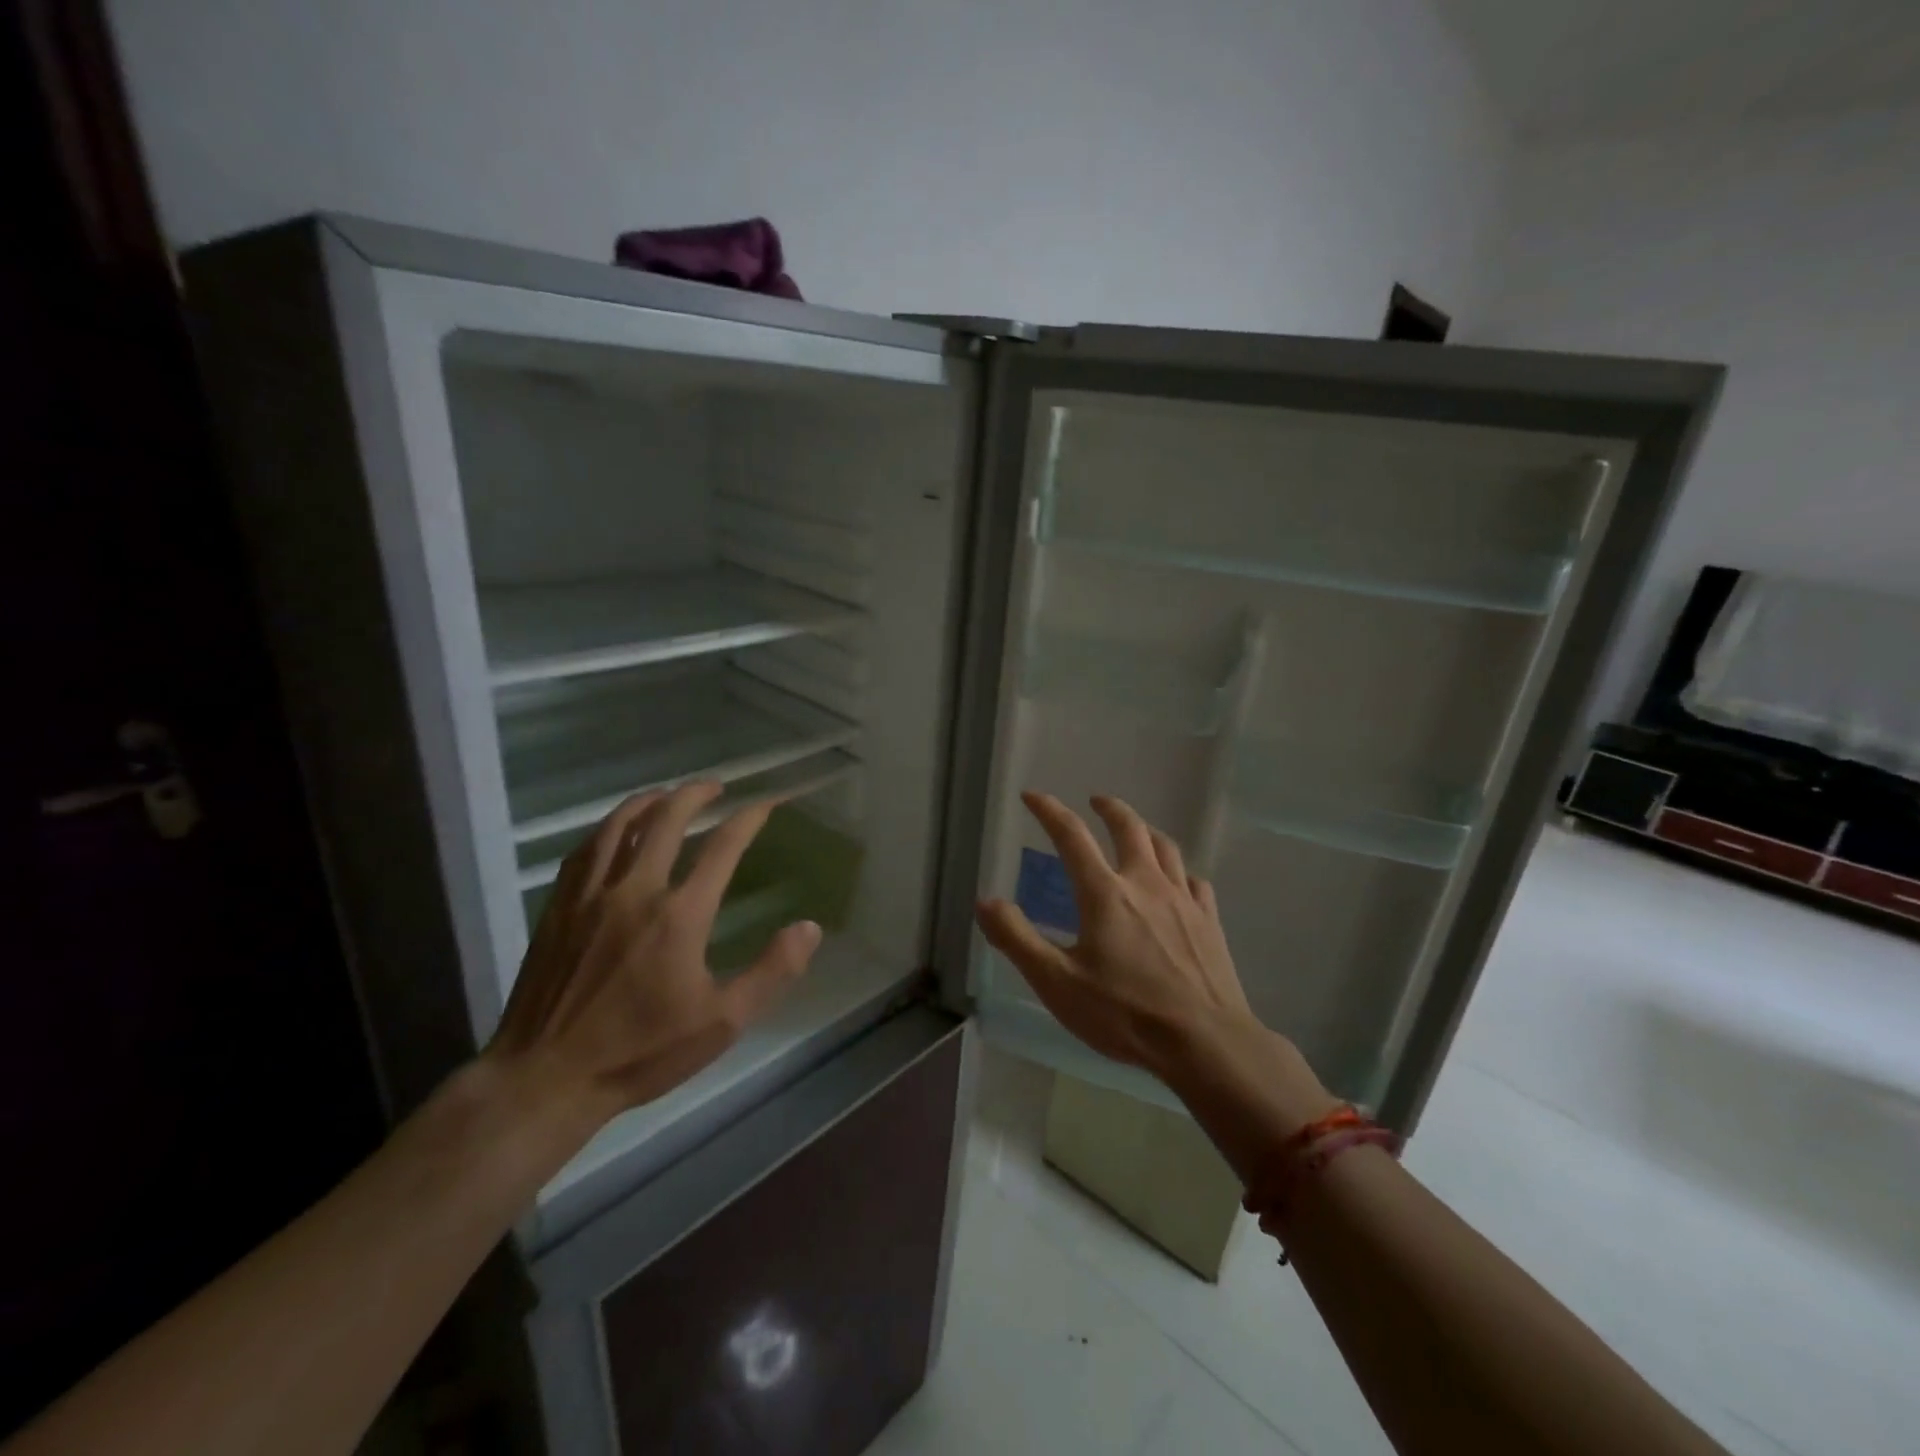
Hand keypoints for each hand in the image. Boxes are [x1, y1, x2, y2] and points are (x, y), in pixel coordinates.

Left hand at [486, 781, 820, 1129]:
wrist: (546, 1079)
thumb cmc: (640, 1053)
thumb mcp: (722, 1023)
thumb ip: (772, 972)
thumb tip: (809, 928)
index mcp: (680, 915)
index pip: (723, 847)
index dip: (749, 818)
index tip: (766, 803)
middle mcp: (636, 891)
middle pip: (667, 819)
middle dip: (695, 794)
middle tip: (714, 786)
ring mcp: (590, 896)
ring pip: (620, 826)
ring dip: (649, 801)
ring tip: (667, 794)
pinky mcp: (558, 908)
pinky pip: (585, 850)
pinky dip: (607, 828)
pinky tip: (614, 830)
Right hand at [975, 792, 1251, 1070]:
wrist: (1205, 1042)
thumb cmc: (1125, 1013)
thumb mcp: (1056, 983)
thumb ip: (1017, 939)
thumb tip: (984, 902)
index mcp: (1105, 893)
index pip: (1071, 836)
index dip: (1049, 810)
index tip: (1032, 796)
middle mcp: (1145, 883)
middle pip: (1129, 828)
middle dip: (1109, 808)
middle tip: (1096, 800)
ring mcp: (1183, 900)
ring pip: (1166, 848)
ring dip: (1146, 830)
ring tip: (1137, 830)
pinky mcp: (1209, 921)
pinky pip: (1195, 881)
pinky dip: (1180, 871)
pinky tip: (1179, 881)